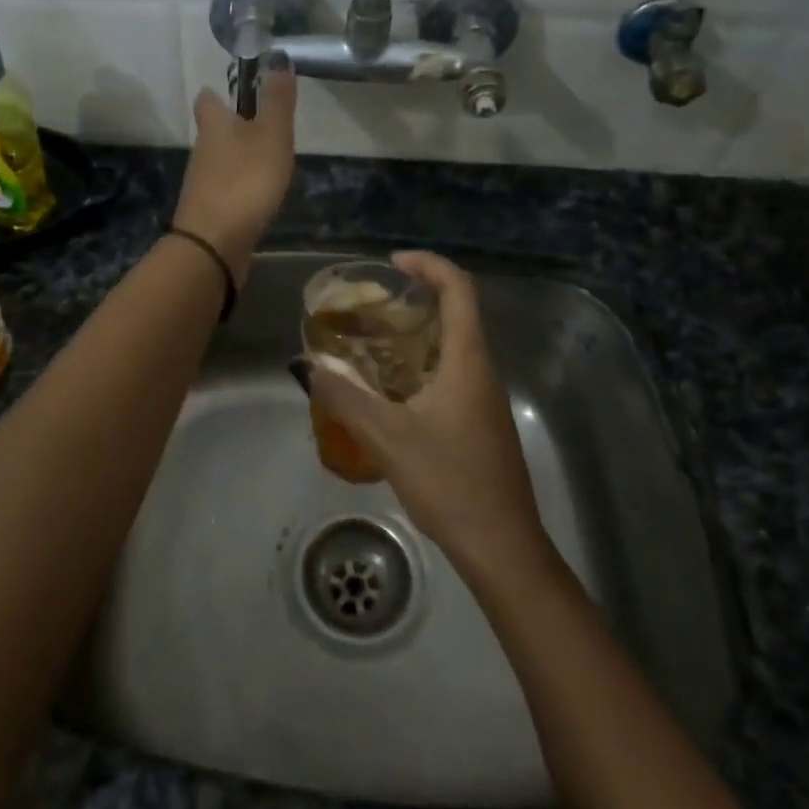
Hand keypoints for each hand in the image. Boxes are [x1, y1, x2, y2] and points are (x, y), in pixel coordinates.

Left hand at [172, 54, 297, 283]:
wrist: (213, 244)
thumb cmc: (245, 181)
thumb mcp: (270, 135)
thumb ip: (277, 100)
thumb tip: (278, 58)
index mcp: (213, 124)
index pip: (208, 98)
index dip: (221, 92)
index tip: (242, 90)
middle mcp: (202, 149)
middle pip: (214, 130)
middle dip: (235, 126)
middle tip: (266, 127)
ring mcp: (202, 182)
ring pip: (220, 159)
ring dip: (239, 157)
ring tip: (270, 161)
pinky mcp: (209, 210)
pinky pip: (226, 188)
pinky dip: (240, 185)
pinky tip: (259, 195)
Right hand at [303, 251, 549, 581]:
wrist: (502, 546)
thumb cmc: (450, 483)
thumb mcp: (388, 438)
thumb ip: (345, 399)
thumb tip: (307, 365)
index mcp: (468, 362)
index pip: (459, 289)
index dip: (429, 265)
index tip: (393, 263)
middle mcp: (482, 371)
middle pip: (458, 313)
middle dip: (418, 296)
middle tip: (373, 302)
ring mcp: (485, 399)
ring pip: (454, 346)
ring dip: (419, 332)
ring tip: (373, 340)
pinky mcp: (481, 422)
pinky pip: (453, 374)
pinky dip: (422, 363)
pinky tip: (391, 389)